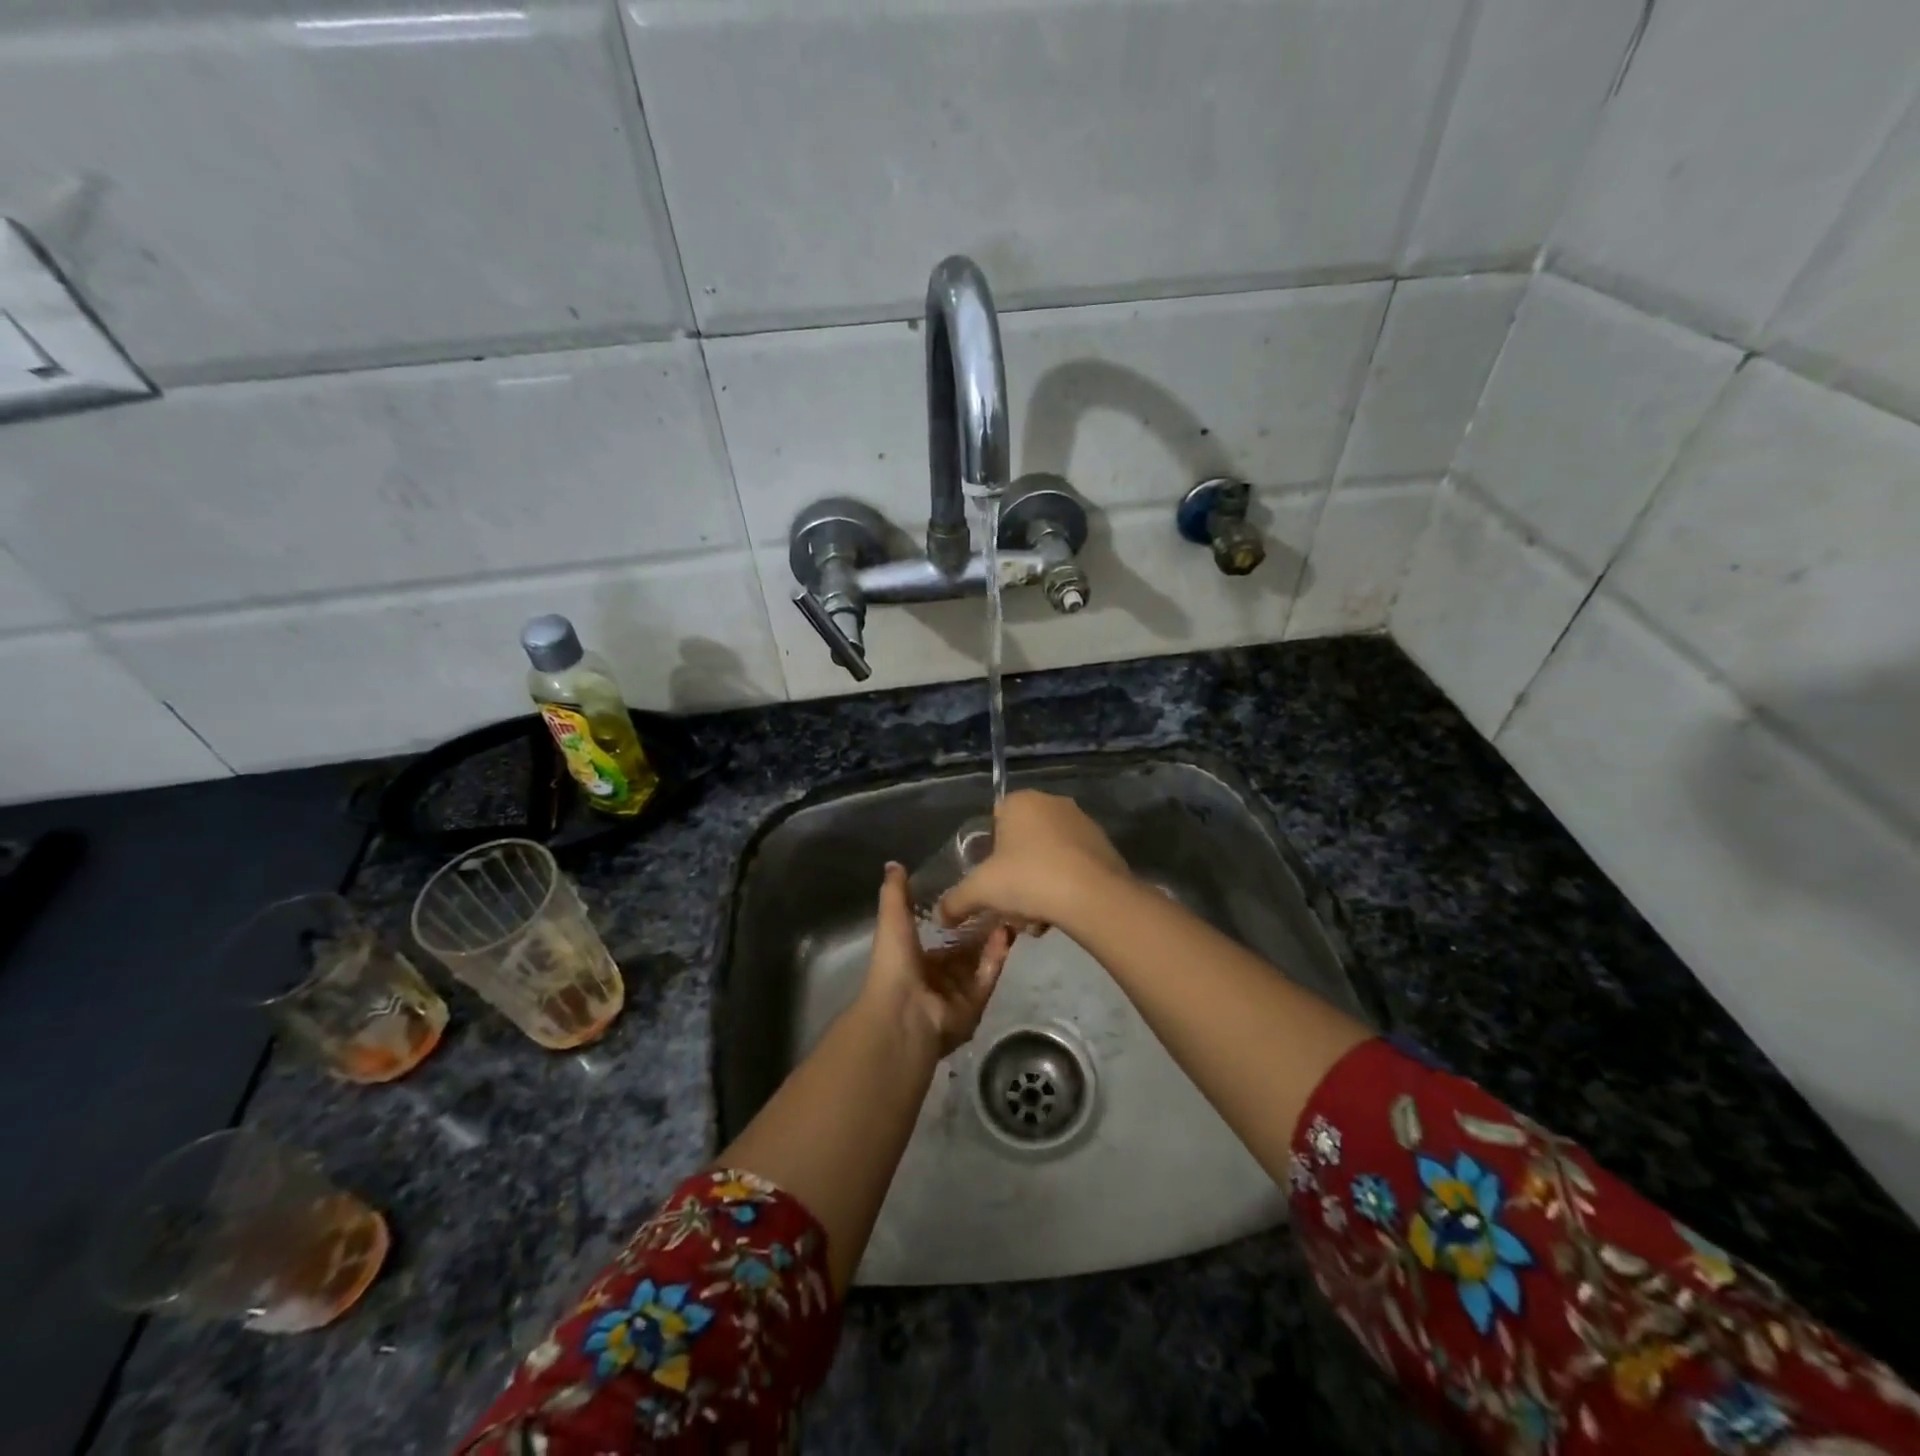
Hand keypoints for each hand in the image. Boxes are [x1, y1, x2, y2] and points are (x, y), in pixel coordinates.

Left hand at [863, 862, 1012, 1057]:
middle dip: (981, 928)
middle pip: (965, 949)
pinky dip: (996, 956)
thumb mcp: (892, 919)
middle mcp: (937, 977)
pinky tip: (1007, 932)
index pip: (941, 936)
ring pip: (980, 961)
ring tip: (1010, 911)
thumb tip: (894, 863)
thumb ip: (896, 893)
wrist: (902, 1012)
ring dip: (993, 939)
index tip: (974, 893)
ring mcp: (957, 993)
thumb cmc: (894, 963)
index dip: (957, 917)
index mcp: (915, 959)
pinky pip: (988, 976)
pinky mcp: (975, 1005)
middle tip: (1001, 900)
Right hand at [938, 790, 1130, 937]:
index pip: (995, 819)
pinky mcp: (1105, 846)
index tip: (992, 880)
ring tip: (1037, 917)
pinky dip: (1065, 885)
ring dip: (1040, 883)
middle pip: (1023, 840)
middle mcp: (1053, 802)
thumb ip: (956, 901)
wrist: (1093, 896)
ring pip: (1049, 855)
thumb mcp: (981, 891)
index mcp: (1021, 801)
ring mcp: (1083, 822)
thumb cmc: (1028, 879)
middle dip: (1016, 872)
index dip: (990, 852)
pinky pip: (1074, 865)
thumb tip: (940, 915)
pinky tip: (1060, 912)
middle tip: (1012, 903)